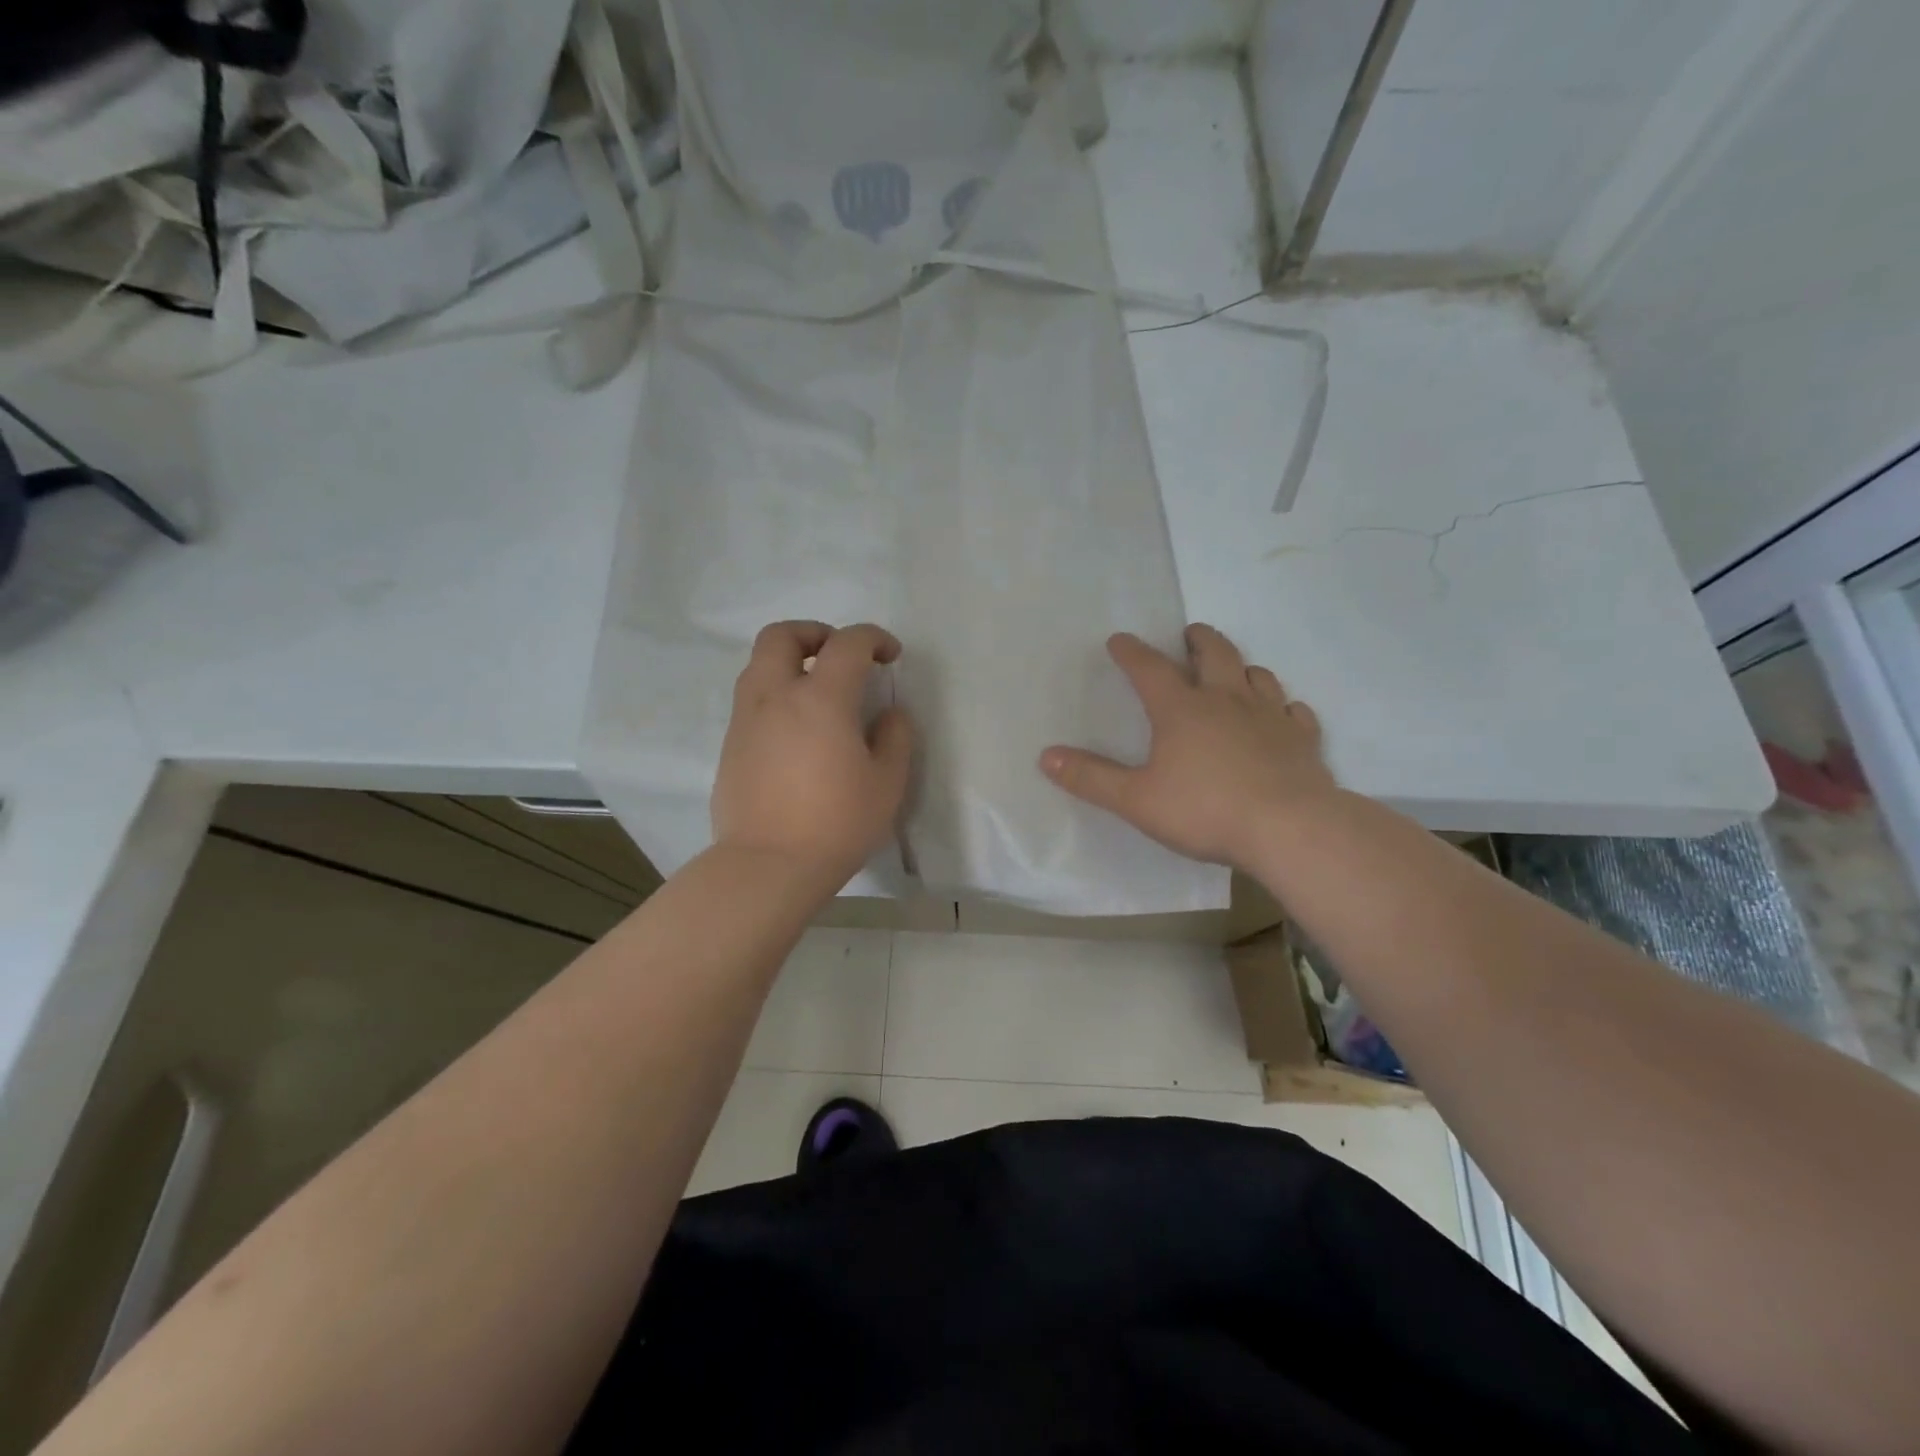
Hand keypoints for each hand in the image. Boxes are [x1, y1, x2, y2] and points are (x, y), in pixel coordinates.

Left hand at [712, 621, 913, 890]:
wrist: (768, 865)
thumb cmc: (836, 823)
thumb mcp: (887, 783)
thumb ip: (895, 737)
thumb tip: (889, 714)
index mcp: (820, 698)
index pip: (847, 643)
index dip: (873, 639)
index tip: (890, 656)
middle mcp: (775, 696)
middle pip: (782, 635)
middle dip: (815, 633)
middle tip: (839, 656)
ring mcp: (745, 719)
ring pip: (758, 665)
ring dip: (789, 662)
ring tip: (817, 692)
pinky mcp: (730, 745)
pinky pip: (751, 700)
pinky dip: (775, 695)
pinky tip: (796, 731)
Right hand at [1040, 623, 1336, 869]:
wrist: (1289, 828)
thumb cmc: (1205, 810)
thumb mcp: (1136, 799)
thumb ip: (1091, 778)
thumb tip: (1046, 756)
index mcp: (1181, 710)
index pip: (1149, 669)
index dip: (1131, 652)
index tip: (1119, 639)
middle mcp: (1226, 701)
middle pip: (1214, 654)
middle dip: (1198, 640)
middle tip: (1190, 634)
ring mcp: (1269, 717)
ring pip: (1257, 675)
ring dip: (1242, 667)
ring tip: (1234, 670)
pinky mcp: (1302, 740)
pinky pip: (1294, 712)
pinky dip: (1283, 707)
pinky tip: (1282, 714)